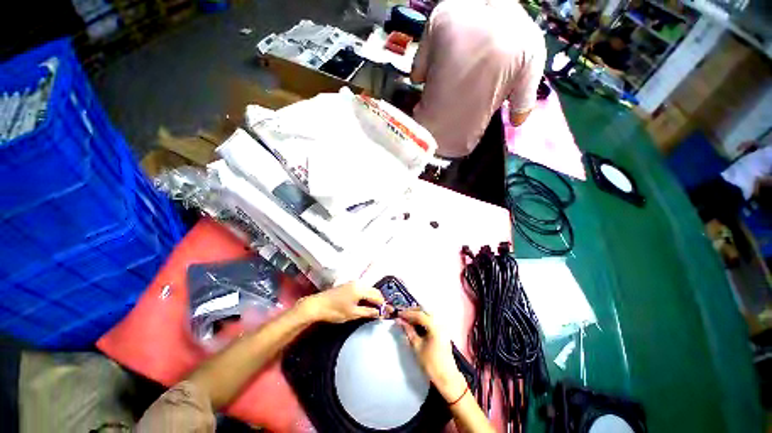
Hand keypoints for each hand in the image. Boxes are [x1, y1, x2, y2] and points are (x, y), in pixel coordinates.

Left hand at [300, 282, 384, 323]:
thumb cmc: (335, 311)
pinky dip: (367, 295)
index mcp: (361, 289)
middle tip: (383, 311)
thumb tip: (380, 313)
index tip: (388, 312)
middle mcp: (358, 283)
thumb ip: (368, 312)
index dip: (383, 304)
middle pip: (374, 290)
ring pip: (368, 289)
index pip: (377, 295)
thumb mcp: (353, 314)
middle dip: (379, 300)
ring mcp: (353, 283)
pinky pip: (362, 289)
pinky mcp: (348, 285)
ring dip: (373, 297)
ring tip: (376, 308)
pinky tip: (366, 303)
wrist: (317, 305)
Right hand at [397, 309, 466, 402]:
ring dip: (417, 316)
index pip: (419, 314)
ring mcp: (442, 327)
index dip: (407, 313)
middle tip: (402, 316)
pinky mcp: (442, 332)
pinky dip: (422, 321)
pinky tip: (415, 325)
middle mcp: (440, 323)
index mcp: (435, 326)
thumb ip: (408, 331)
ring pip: (428, 315)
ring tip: (407, 320)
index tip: (398, 314)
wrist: (447, 378)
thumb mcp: (417, 347)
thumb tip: (399, 321)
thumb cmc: (431, 364)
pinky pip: (431, 321)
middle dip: (413, 312)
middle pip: (425, 311)